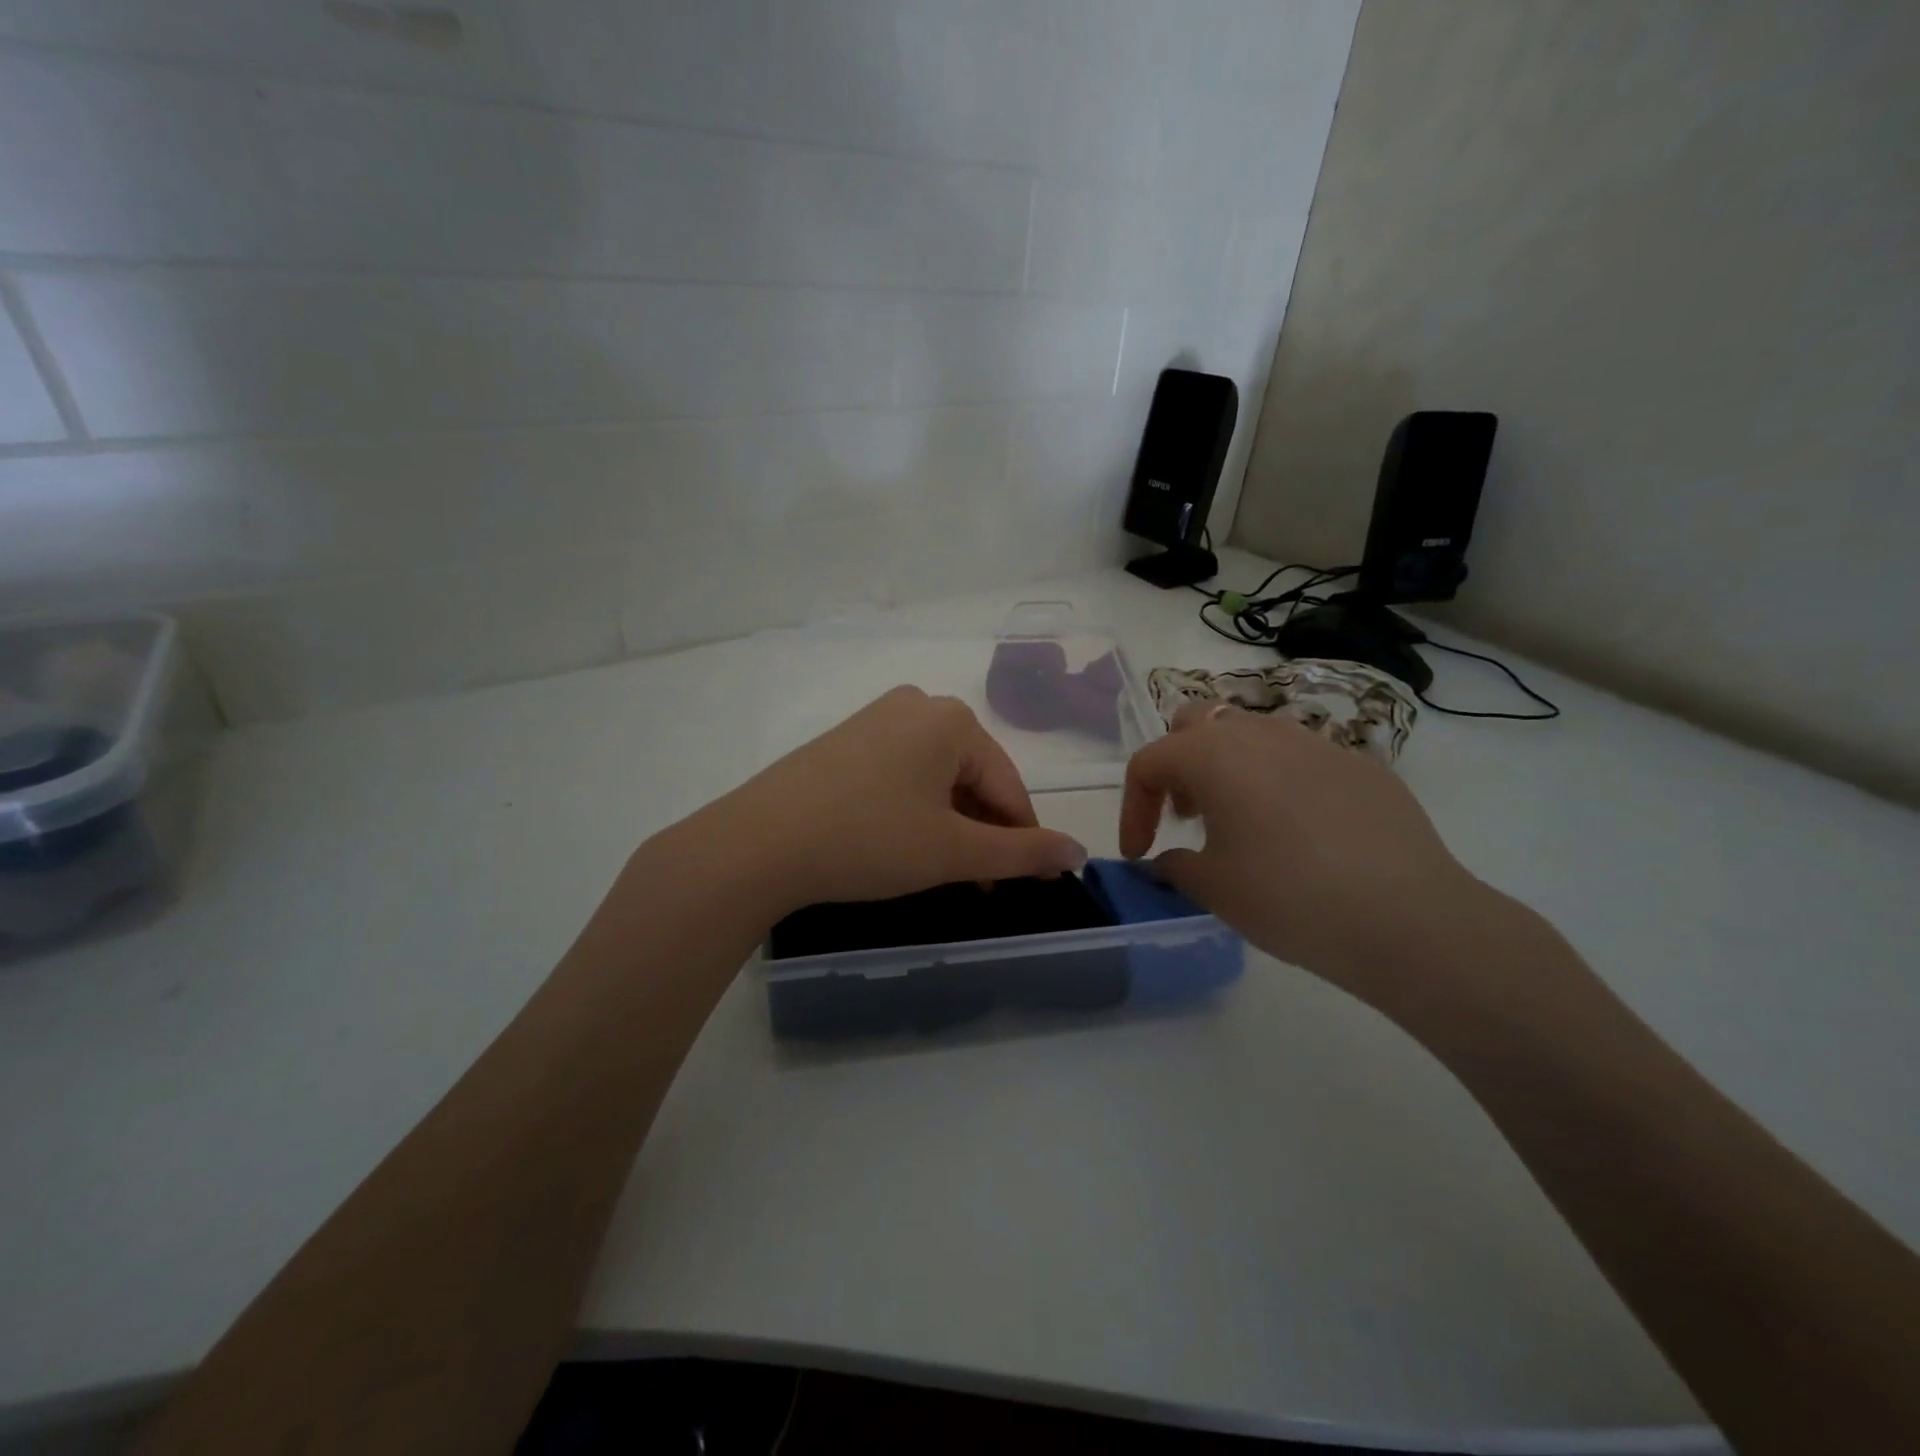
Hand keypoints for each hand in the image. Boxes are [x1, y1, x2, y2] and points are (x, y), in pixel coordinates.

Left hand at [692, 686, 1086, 913]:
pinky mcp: (844, 740)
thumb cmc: (869, 840)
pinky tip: (901, 844)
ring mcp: (875, 718)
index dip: (1023, 839)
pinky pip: (900, 773)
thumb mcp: (952, 851)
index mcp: (951, 720)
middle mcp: (916, 706)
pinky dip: (914, 809)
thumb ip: (1021, 852)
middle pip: (972, 777)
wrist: (758, 843)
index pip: (1009, 786)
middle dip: (982, 833)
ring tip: (943, 871)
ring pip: (936, 777)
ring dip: (950, 825)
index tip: (1027, 886)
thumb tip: (1078, 852)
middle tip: (979, 885)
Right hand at [1120, 703, 1493, 1012]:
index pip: (1149, 762)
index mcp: (1213, 755)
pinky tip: (1300, 833)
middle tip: (1186, 815)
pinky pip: (1300, 758)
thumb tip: (1168, 859)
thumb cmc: (1289, 898)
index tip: (1139, 852)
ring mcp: (1315, 743)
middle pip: (1195, 724)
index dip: (1132, 807)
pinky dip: (1279, 782)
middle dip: (1178, 765)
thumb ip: (1174, 865)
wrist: (1408, 918)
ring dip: (1228, 768)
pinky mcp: (1359, 764)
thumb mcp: (1213, 888)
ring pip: (1251, 734)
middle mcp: (1259, 733)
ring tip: (1240, 821)